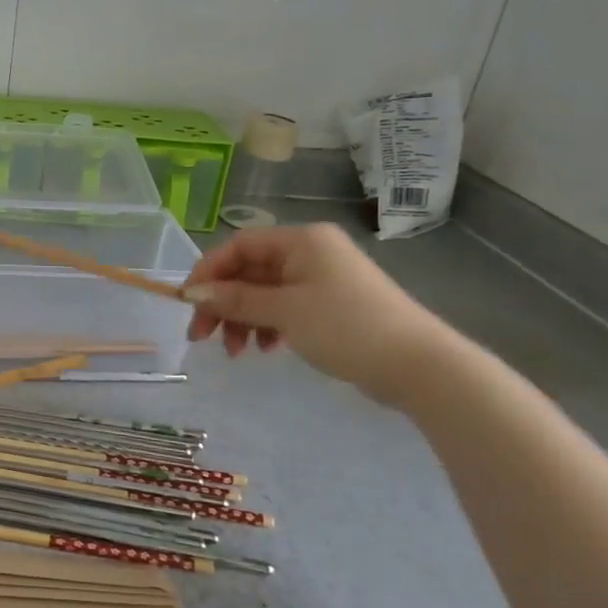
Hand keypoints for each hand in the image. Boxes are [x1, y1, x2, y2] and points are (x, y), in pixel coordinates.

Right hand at [182, 223, 454, 405]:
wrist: (420, 366)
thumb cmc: (347, 327)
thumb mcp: (284, 312)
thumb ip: (235, 300)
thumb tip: (193, 294)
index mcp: (301, 241)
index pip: (239, 246)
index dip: (208, 272)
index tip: (188, 304)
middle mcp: (310, 252)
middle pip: (249, 271)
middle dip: (223, 303)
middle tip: (202, 336)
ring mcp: (323, 279)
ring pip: (265, 292)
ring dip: (243, 319)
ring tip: (237, 352)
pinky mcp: (332, 305)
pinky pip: (285, 307)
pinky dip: (268, 325)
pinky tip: (266, 348)